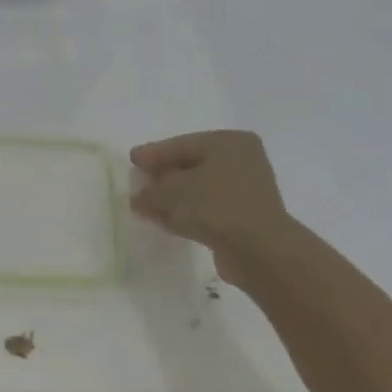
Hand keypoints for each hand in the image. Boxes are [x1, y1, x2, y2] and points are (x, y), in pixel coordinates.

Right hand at [129, 131, 288, 284]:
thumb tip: (138, 197)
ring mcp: (245, 191)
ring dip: (172, 199)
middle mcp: (241, 161)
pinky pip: (206, 209)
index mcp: (229, 142)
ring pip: (198, 190)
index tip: (132, 159)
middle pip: (191, 166)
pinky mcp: (243, 218)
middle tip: (138, 182)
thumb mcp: (172, 192)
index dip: (153, 153)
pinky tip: (164, 221)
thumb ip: (150, 192)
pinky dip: (185, 213)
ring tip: (145, 206)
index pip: (182, 144)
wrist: (258, 249)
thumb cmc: (215, 205)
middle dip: (162, 177)